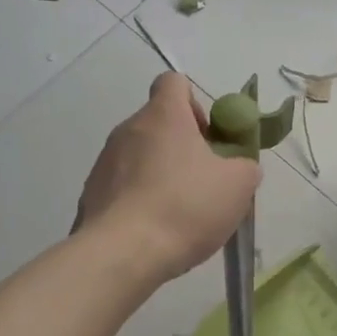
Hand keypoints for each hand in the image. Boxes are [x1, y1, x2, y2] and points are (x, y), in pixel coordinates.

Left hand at [76, 73, 260, 281]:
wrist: (123, 253)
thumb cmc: (185, 206)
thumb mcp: (237, 186)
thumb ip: (245, 167)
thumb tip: (239, 167)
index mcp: (162, 115)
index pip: (173, 82)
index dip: (195, 102)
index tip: (208, 136)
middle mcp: (127, 129)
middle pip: (158, 123)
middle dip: (182, 146)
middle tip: (204, 180)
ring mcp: (104, 162)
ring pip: (139, 156)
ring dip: (160, 173)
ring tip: (180, 212)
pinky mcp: (91, 194)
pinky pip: (122, 187)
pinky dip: (140, 200)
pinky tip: (155, 230)